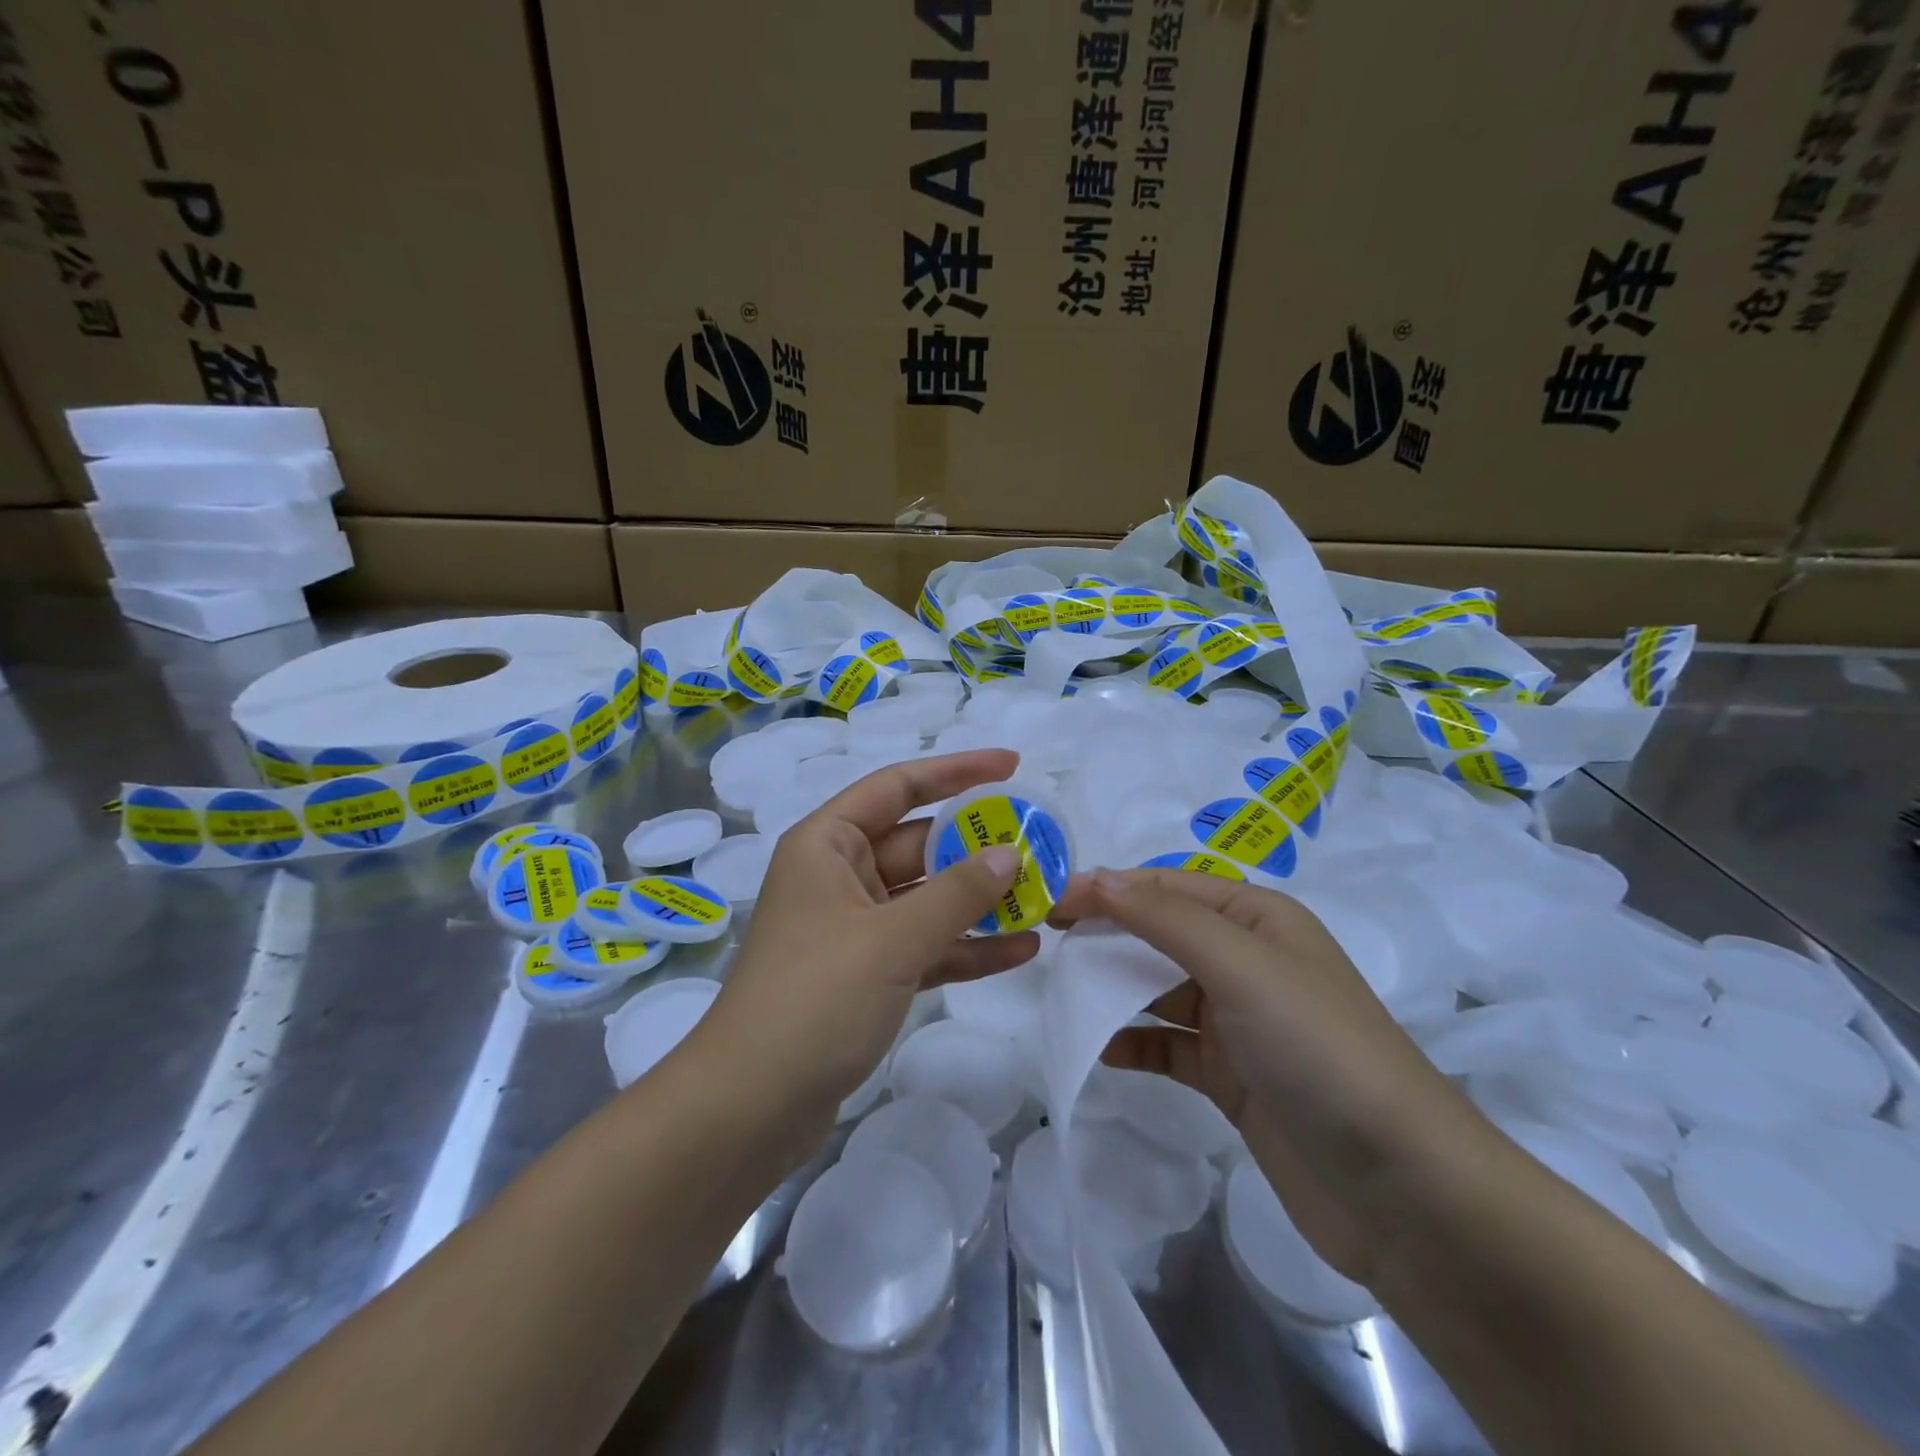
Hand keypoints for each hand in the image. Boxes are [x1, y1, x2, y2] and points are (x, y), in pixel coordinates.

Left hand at [697, 749, 1042, 1137]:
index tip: (1012, 766)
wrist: (750, 1108)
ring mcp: (854, 927)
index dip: (956, 772)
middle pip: (919, 844)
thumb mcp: (893, 939)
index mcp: (828, 844)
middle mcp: (840, 875)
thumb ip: (957, 894)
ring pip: (927, 898)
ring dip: (980, 900)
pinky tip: (1020, 949)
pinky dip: (965, 946)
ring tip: (1044, 897)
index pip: (898, 786)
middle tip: (1041, 843)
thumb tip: (1010, 855)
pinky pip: (924, 945)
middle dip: (978, 846)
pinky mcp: (867, 974)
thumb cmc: (814, 998)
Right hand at [1053, 869, 1488, 1283]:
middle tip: (1048, 943)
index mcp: (1258, 918)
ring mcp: (1238, 1021)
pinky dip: (1133, 1042)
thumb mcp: (1241, 964)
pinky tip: (1098, 1048)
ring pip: (1159, 988)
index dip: (1109, 888)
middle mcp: (1247, 960)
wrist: (1402, 1189)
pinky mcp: (1231, 1076)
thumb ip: (1164, 918)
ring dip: (1113, 987)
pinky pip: (1167, 1045)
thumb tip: (1096, 879)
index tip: (1050, 903)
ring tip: (1063, 993)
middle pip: (1161, 932)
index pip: (1167, 886)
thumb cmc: (1317, 1048)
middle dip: (1107, 932)